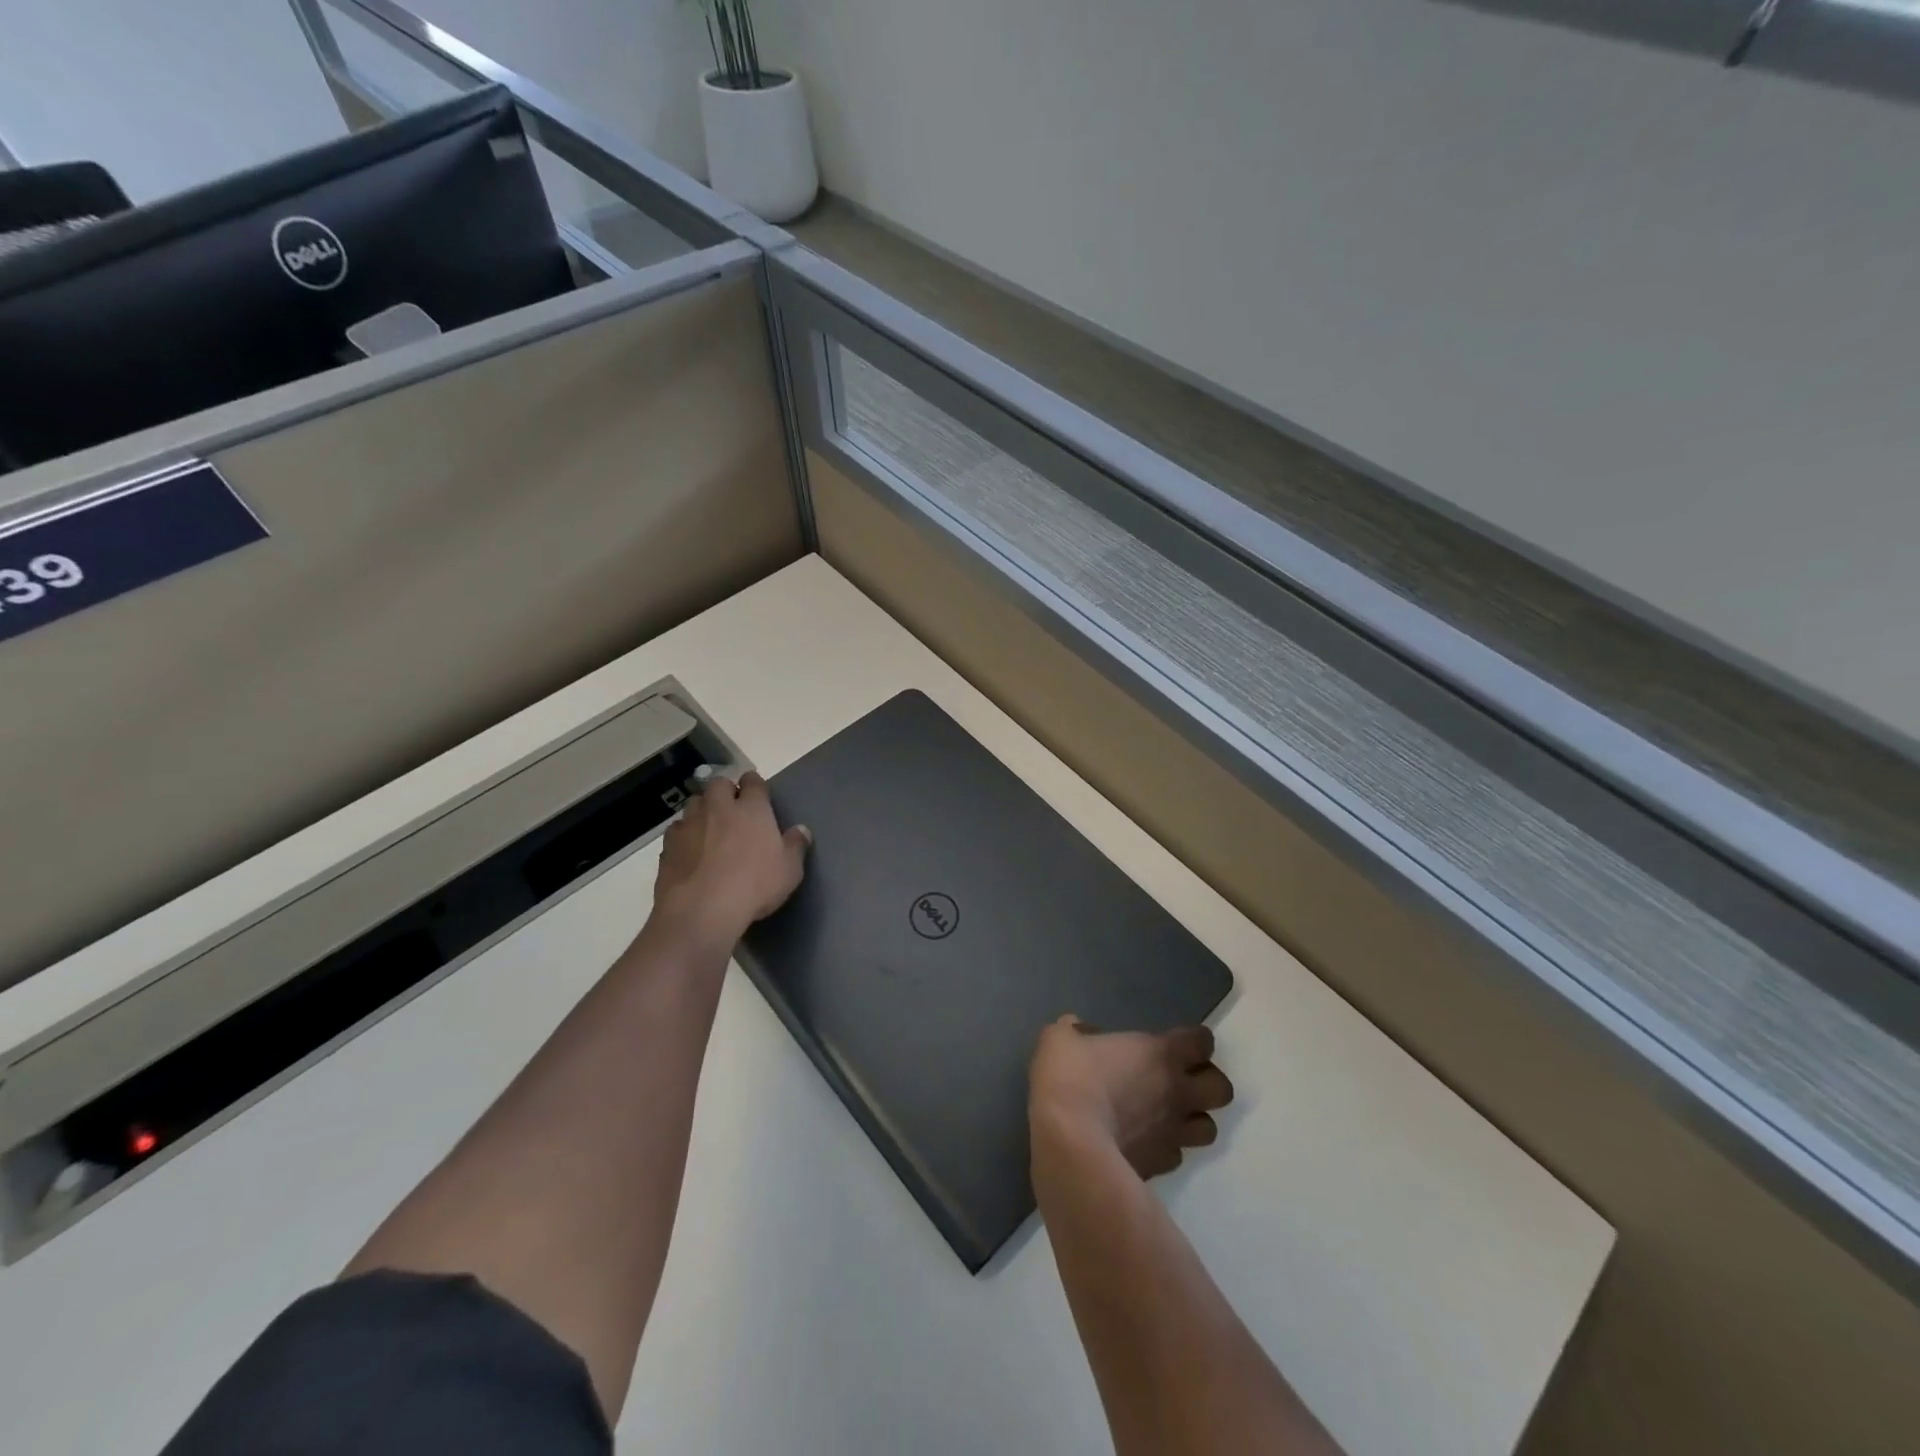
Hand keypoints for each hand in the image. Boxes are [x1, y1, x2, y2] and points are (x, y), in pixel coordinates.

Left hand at [651, 771, 809, 947]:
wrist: (702, 910)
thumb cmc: (754, 886)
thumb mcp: (790, 870)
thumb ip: (796, 846)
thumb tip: (802, 830)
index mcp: (752, 809)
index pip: (752, 781)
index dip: (754, 785)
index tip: (758, 796)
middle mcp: (719, 808)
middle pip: (718, 784)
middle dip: (725, 791)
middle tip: (732, 810)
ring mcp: (690, 824)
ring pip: (694, 803)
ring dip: (703, 810)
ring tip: (710, 828)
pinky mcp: (668, 845)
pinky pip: (676, 829)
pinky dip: (684, 834)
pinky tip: (690, 850)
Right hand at [1029, 1015, 1232, 1179]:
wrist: (1070, 1144)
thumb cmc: (1070, 1079)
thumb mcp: (1059, 1040)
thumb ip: (1072, 1032)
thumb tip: (1074, 1030)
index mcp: (1160, 1054)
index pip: (1201, 1041)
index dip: (1195, 1040)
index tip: (1179, 1042)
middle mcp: (1177, 1092)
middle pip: (1222, 1089)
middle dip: (1208, 1083)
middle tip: (1182, 1080)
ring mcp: (1172, 1134)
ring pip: (1208, 1128)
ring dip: (1193, 1120)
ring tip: (1169, 1115)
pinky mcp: (1160, 1167)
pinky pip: (1176, 1155)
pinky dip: (1166, 1147)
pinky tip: (1145, 1142)